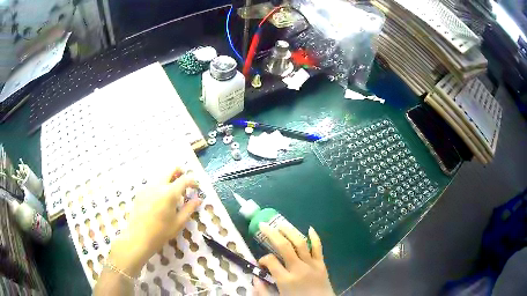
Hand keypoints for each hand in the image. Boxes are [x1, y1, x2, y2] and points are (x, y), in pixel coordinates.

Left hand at [108, 166, 201, 276]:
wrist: (139, 237)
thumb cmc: (162, 232)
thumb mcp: (179, 222)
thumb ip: (189, 209)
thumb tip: (198, 199)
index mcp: (170, 193)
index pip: (184, 180)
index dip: (192, 181)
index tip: (195, 186)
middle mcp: (158, 186)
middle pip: (170, 170)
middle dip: (179, 172)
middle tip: (184, 180)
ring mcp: (147, 187)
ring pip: (160, 176)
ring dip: (168, 179)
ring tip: (172, 191)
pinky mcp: (140, 192)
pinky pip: (152, 184)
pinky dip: (159, 186)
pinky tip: (159, 199)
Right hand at [253, 223, 333, 295]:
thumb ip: (263, 291)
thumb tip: (255, 279)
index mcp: (286, 280)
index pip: (270, 261)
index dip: (263, 259)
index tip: (262, 263)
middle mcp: (298, 269)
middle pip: (284, 246)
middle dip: (272, 234)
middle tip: (263, 225)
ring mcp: (312, 265)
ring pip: (300, 243)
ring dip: (290, 231)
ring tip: (281, 225)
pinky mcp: (322, 264)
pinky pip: (319, 248)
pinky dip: (315, 237)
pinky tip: (310, 229)